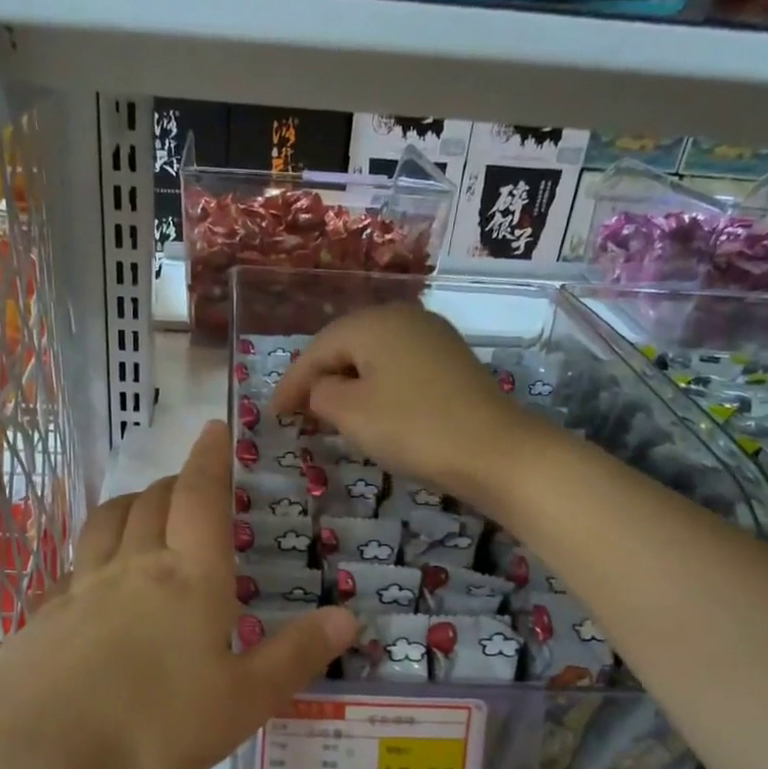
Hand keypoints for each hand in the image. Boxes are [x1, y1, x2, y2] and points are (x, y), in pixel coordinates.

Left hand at [0, 421, 356, 768]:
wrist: (34, 752)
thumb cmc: (154, 725)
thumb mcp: (243, 702)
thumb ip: (295, 656)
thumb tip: (348, 615)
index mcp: (190, 578)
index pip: (202, 497)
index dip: (210, 459)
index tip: (214, 428)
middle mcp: (134, 567)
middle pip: (153, 502)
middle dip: (175, 483)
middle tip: (189, 484)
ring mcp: (81, 588)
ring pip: (107, 523)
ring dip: (130, 505)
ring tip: (143, 511)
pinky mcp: (42, 616)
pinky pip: (72, 568)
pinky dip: (91, 557)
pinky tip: (91, 582)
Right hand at [272, 303, 542, 504]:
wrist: (494, 451)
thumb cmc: (413, 428)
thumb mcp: (352, 414)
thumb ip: (322, 395)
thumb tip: (322, 389)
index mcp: (374, 323)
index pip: (317, 349)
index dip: (291, 382)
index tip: (272, 414)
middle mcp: (403, 317)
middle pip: (346, 345)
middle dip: (318, 378)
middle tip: (296, 411)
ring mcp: (433, 337)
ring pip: (374, 356)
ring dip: (347, 382)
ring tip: (328, 412)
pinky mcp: (451, 361)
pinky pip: (399, 367)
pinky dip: (376, 386)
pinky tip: (372, 408)